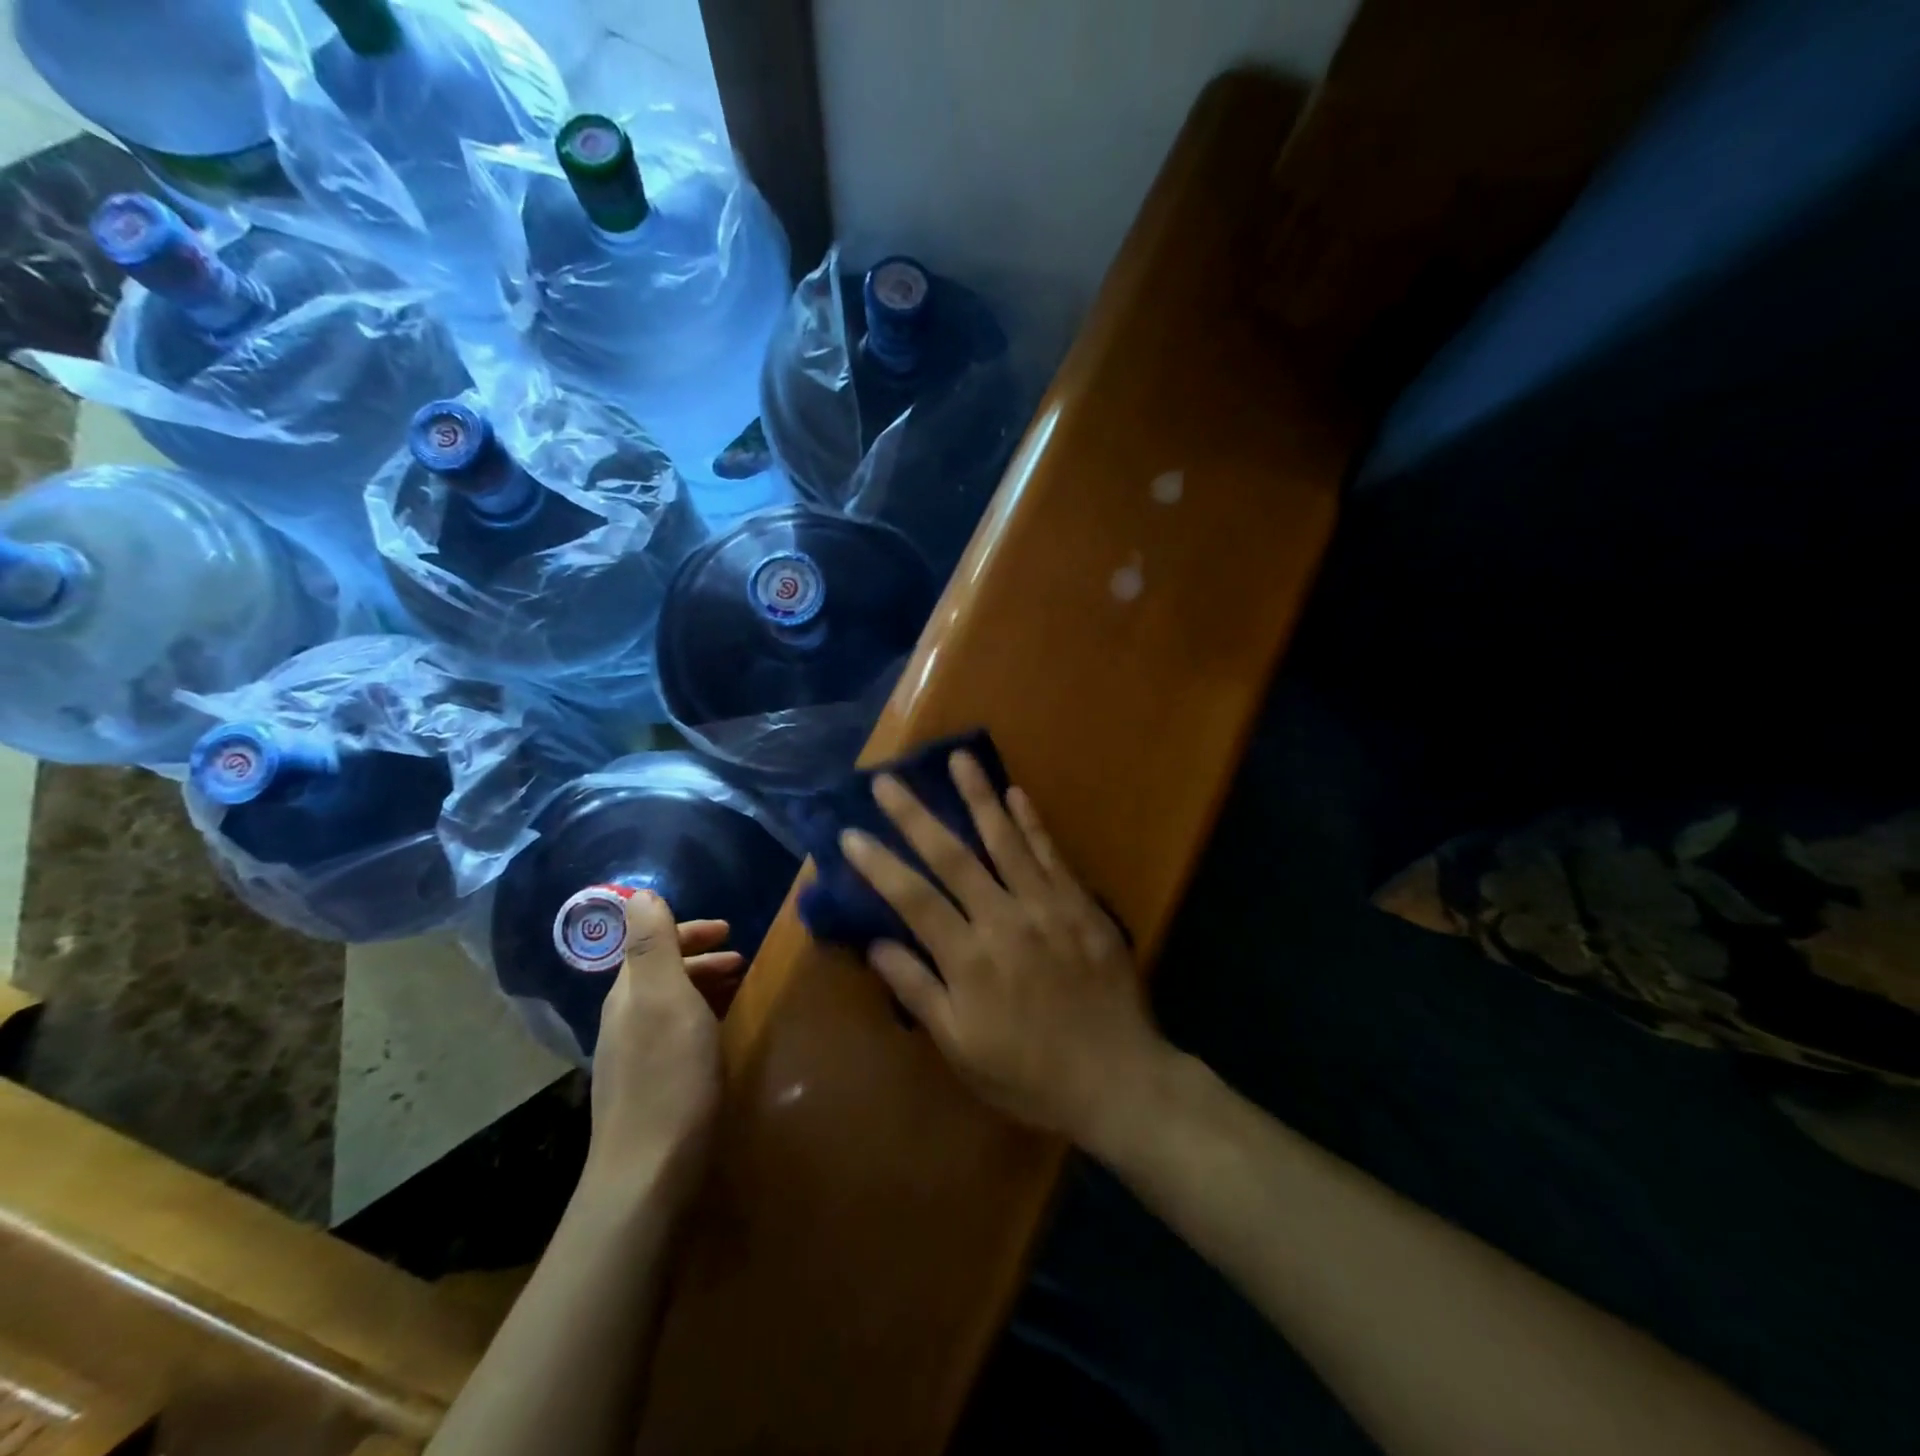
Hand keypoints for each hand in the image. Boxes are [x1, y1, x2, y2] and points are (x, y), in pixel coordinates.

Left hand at [585, 892, 742, 1200]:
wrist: (648, 1177)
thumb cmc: (668, 1078)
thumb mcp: (665, 999)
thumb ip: (653, 945)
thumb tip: (636, 893)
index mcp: (628, 995)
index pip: (651, 943)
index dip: (688, 930)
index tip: (730, 930)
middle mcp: (624, 1022)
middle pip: (661, 973)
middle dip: (700, 958)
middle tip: (742, 959)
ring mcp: (633, 1059)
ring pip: (671, 1004)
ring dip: (704, 987)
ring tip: (739, 991)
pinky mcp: (650, 1089)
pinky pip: (678, 1033)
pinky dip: (703, 1018)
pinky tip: (722, 1036)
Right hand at [840, 751, 1170, 1148]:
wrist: (1117, 1079)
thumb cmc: (1029, 1073)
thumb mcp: (961, 1048)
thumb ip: (919, 990)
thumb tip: (877, 944)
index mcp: (968, 959)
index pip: (912, 899)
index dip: (879, 864)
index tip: (849, 833)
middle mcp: (1004, 920)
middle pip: (952, 857)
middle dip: (916, 816)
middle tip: (888, 779)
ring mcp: (1046, 906)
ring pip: (1005, 841)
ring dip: (979, 797)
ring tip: (958, 758)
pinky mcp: (1082, 904)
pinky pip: (1052, 854)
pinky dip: (1033, 822)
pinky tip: (1017, 793)